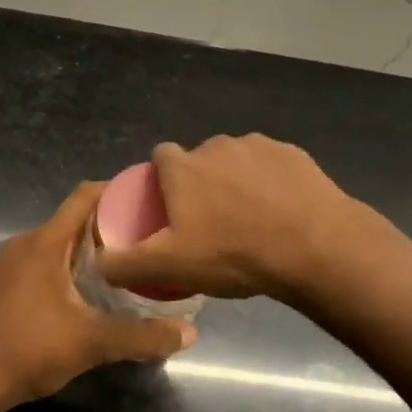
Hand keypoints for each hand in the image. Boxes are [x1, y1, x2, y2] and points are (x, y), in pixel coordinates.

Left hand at [0, 182, 195, 410]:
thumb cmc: (29, 350)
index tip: (144, 198)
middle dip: (106, 226)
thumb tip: (190, 333)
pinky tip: (78, 294)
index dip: (114, 190)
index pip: (83, 197)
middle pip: (70, 220)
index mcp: (44, 242)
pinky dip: (61, 265)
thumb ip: (142, 336)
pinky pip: (36, 261)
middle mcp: (23, 243)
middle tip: (142, 241)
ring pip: (53, 243)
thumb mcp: (92, 342)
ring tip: (117, 267)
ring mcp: (5, 264)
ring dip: (82, 249)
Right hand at [97, 135, 369, 303]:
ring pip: (237, 161)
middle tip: (213, 223)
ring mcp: (257, 145)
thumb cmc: (234, 253)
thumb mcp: (171, 266)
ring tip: (251, 220)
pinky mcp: (292, 153)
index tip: (172, 209)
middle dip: (202, 183)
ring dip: (237, 181)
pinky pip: (271, 165)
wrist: (314, 246)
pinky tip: (282, 212)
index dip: (162, 181)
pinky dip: (271, 182)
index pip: (160, 158)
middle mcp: (215, 146)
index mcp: (183, 167)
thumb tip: (97, 262)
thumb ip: (127, 262)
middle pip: (199, 160)